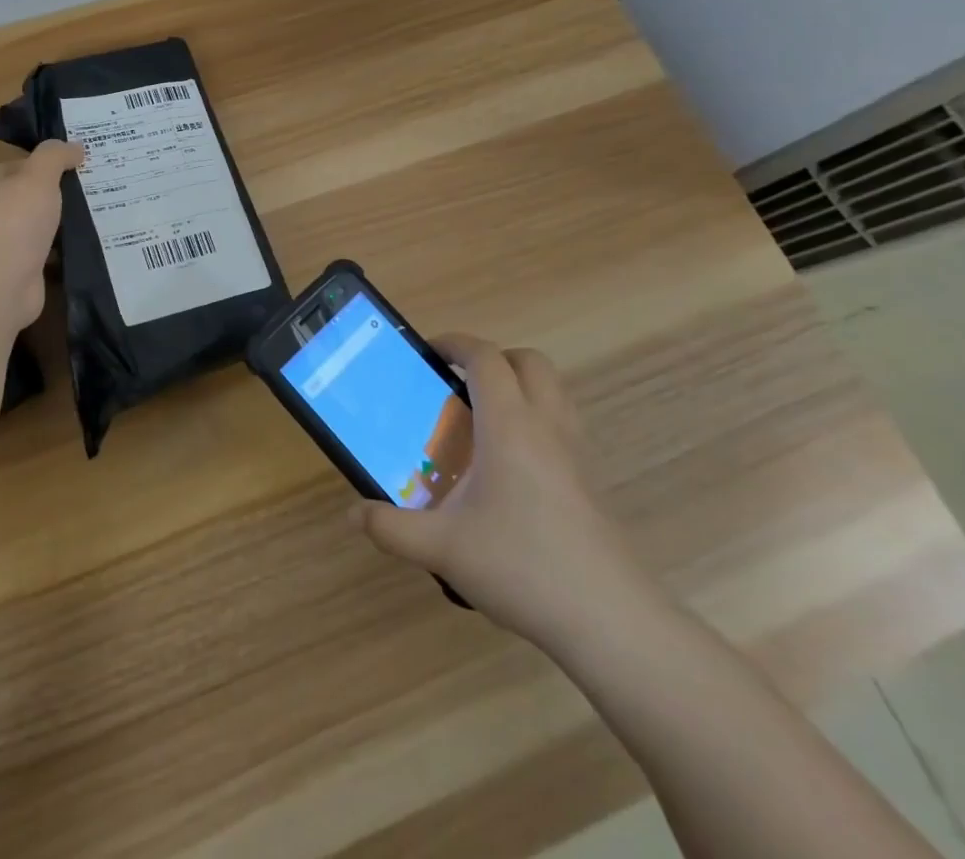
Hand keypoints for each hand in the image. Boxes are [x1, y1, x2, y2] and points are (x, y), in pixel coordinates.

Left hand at [0, 140, 83, 329]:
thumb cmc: (15, 223)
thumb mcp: (37, 177)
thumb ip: (54, 156)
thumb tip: (75, 146)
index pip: (22, 165)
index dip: (49, 161)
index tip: (83, 160)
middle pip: (34, 195)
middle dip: (63, 191)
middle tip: (102, 184)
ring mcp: (10, 244)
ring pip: (44, 225)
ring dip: (67, 221)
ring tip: (106, 211)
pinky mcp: (25, 270)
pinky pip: (52, 252)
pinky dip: (68, 248)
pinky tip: (93, 243)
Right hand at [353, 337, 657, 648]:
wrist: (612, 621)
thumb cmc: (522, 567)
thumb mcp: (443, 549)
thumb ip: (392, 529)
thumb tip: (353, 515)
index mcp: (509, 425)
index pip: (486, 358)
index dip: (456, 343)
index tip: (428, 352)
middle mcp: (547, 426)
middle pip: (528, 361)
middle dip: (492, 359)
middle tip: (457, 383)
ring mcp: (577, 452)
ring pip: (554, 389)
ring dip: (519, 385)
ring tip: (483, 419)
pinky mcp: (592, 481)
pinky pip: (564, 423)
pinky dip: (537, 418)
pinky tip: (511, 465)